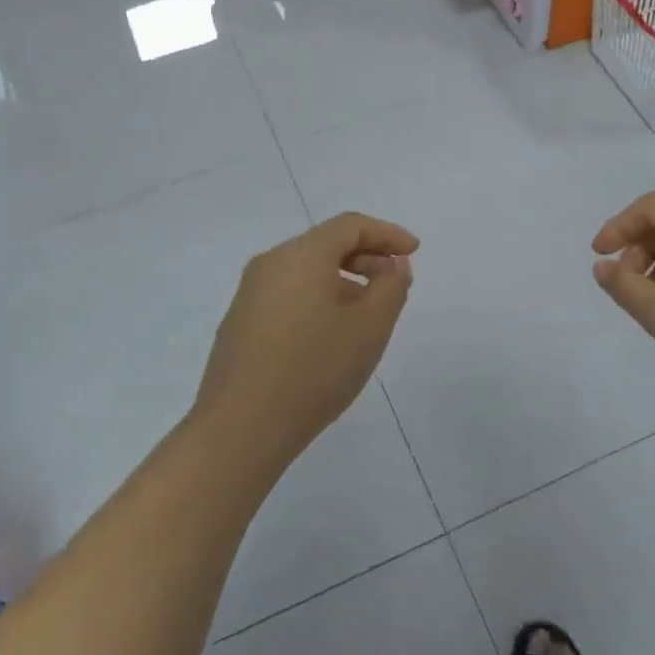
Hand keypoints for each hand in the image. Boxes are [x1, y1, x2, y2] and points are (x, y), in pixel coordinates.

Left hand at [193, 212, 418, 466]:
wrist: (242, 428)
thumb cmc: (314, 370)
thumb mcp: (370, 328)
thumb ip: (391, 287)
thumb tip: (392, 265)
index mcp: (300, 256)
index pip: (349, 226)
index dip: (387, 233)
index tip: (415, 251)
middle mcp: (269, 265)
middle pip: (325, 245)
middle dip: (367, 258)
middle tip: (396, 284)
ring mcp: (249, 295)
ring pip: (306, 272)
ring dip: (344, 282)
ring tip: (368, 314)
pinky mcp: (240, 324)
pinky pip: (288, 295)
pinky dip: (319, 300)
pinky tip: (331, 336)